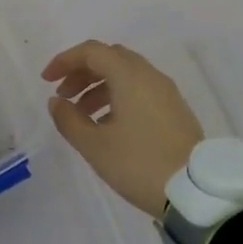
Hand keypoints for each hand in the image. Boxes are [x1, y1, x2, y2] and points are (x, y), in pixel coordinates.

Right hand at [43, 41, 203, 217]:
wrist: (196, 192)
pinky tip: (108, 125)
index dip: (65, 61)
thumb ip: (69, 120)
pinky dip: (118, 97)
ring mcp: (166, 92)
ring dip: (99, 87)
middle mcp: (149, 75)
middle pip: (110, 58)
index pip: (92, 51)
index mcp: (129, 76)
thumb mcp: (95, 146)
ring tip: (82, 116)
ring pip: (126, 75)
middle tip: (63, 97)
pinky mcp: (175, 110)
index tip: (46, 81)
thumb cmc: (140, 164)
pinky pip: (140, 90)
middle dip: (82, 73)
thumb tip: (56, 102)